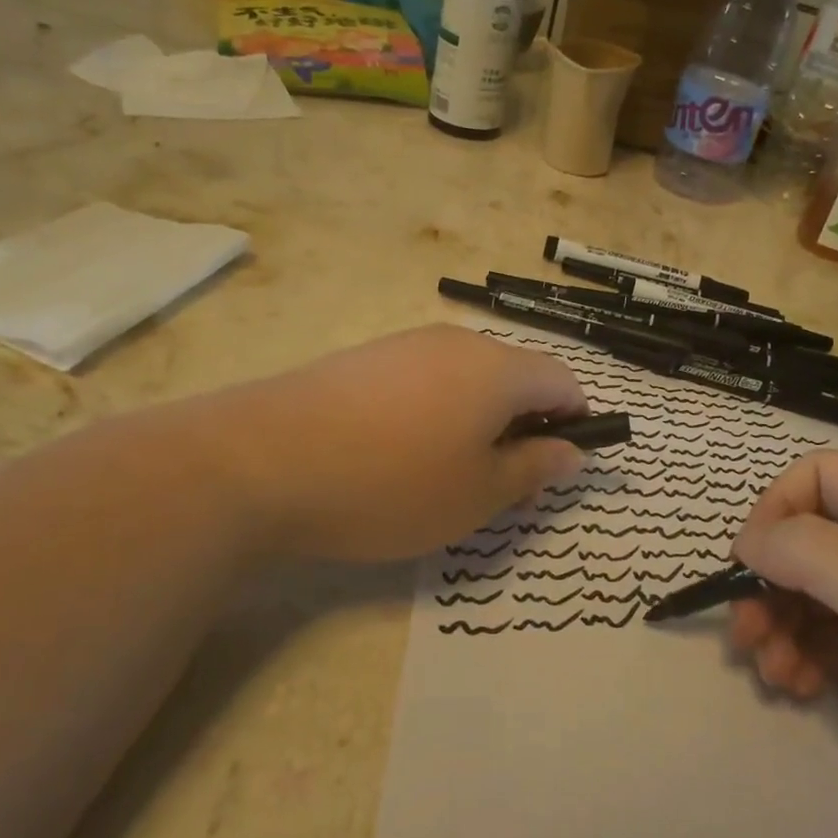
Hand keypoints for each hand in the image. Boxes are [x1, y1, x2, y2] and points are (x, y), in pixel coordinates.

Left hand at [185, 325, 586, 561]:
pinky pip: (425, 380)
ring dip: (478, 421)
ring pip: (468, 380)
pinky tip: (398, 454)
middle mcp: (458, 343)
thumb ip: (534, 470)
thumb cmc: (391, 484)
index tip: (558, 466)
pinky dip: (436, 413)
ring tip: (446, 475)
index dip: (576, 422)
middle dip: (524, 427)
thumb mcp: (478, 494)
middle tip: (501, 485)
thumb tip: (573, 451)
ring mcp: (407, 345)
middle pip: (516, 377)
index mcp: (499, 370)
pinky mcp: (366, 358)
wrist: (260, 460)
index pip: (564, 382)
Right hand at [728, 452, 837, 828]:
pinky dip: (797, 655)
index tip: (748, 562)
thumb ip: (807, 550)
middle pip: (804, 539)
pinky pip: (820, 636)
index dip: (776, 510)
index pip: (820, 477)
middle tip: (744, 632)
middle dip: (767, 584)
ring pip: (804, 592)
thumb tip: (748, 542)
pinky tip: (797, 686)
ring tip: (771, 670)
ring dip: (775, 626)